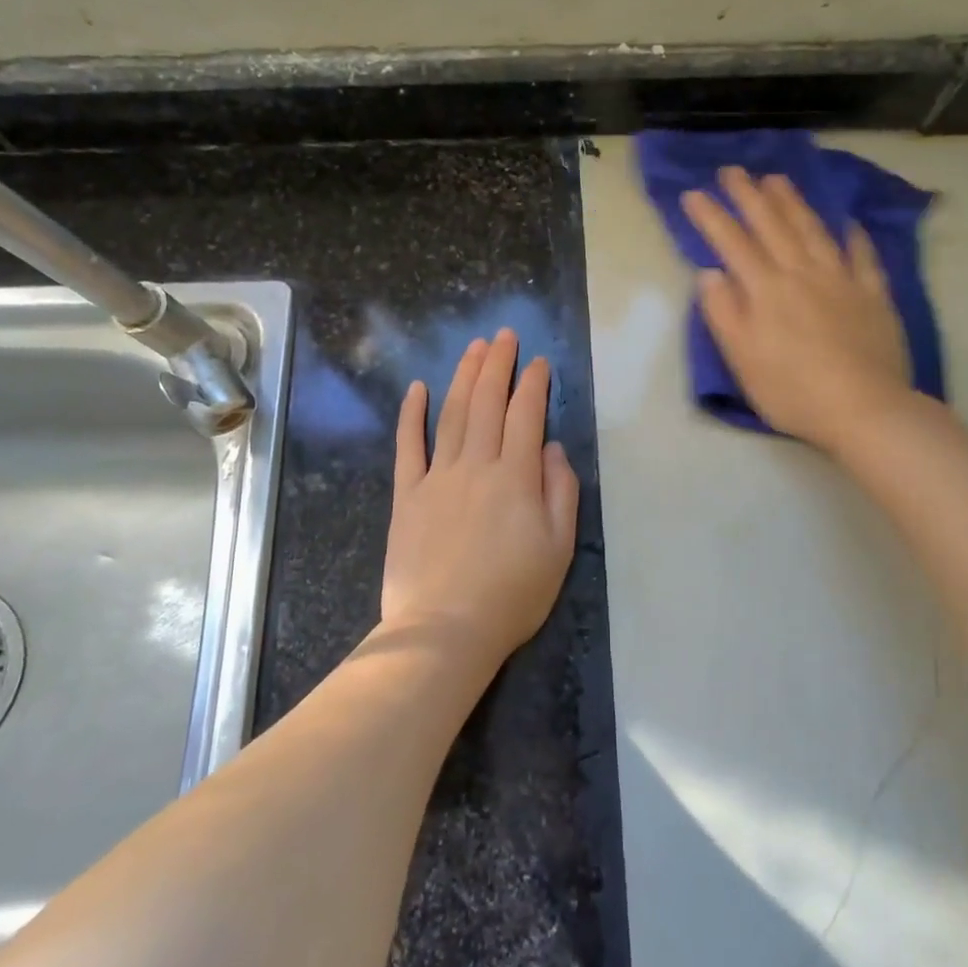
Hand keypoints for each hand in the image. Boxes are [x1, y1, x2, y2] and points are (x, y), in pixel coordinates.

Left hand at [381, 329, 578, 666]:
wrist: (444, 631)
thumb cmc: (511, 595)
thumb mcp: (558, 548)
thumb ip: (560, 492)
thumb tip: (552, 447)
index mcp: (516, 477)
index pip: (526, 416)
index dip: (534, 384)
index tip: (539, 362)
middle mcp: (476, 465)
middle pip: (487, 403)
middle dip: (497, 365)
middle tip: (504, 336)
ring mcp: (437, 477)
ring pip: (452, 415)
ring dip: (464, 377)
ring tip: (474, 348)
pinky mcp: (406, 495)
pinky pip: (408, 446)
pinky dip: (411, 415)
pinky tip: (416, 388)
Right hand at [682, 166, 913, 453]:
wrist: (865, 410)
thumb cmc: (792, 391)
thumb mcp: (742, 359)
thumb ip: (724, 312)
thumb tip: (709, 273)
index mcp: (766, 290)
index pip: (732, 243)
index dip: (711, 216)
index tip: (693, 193)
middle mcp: (802, 274)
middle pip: (772, 225)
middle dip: (749, 195)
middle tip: (733, 170)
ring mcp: (842, 280)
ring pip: (813, 231)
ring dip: (793, 202)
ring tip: (778, 179)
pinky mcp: (873, 295)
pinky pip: (863, 256)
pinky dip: (853, 236)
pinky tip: (848, 223)